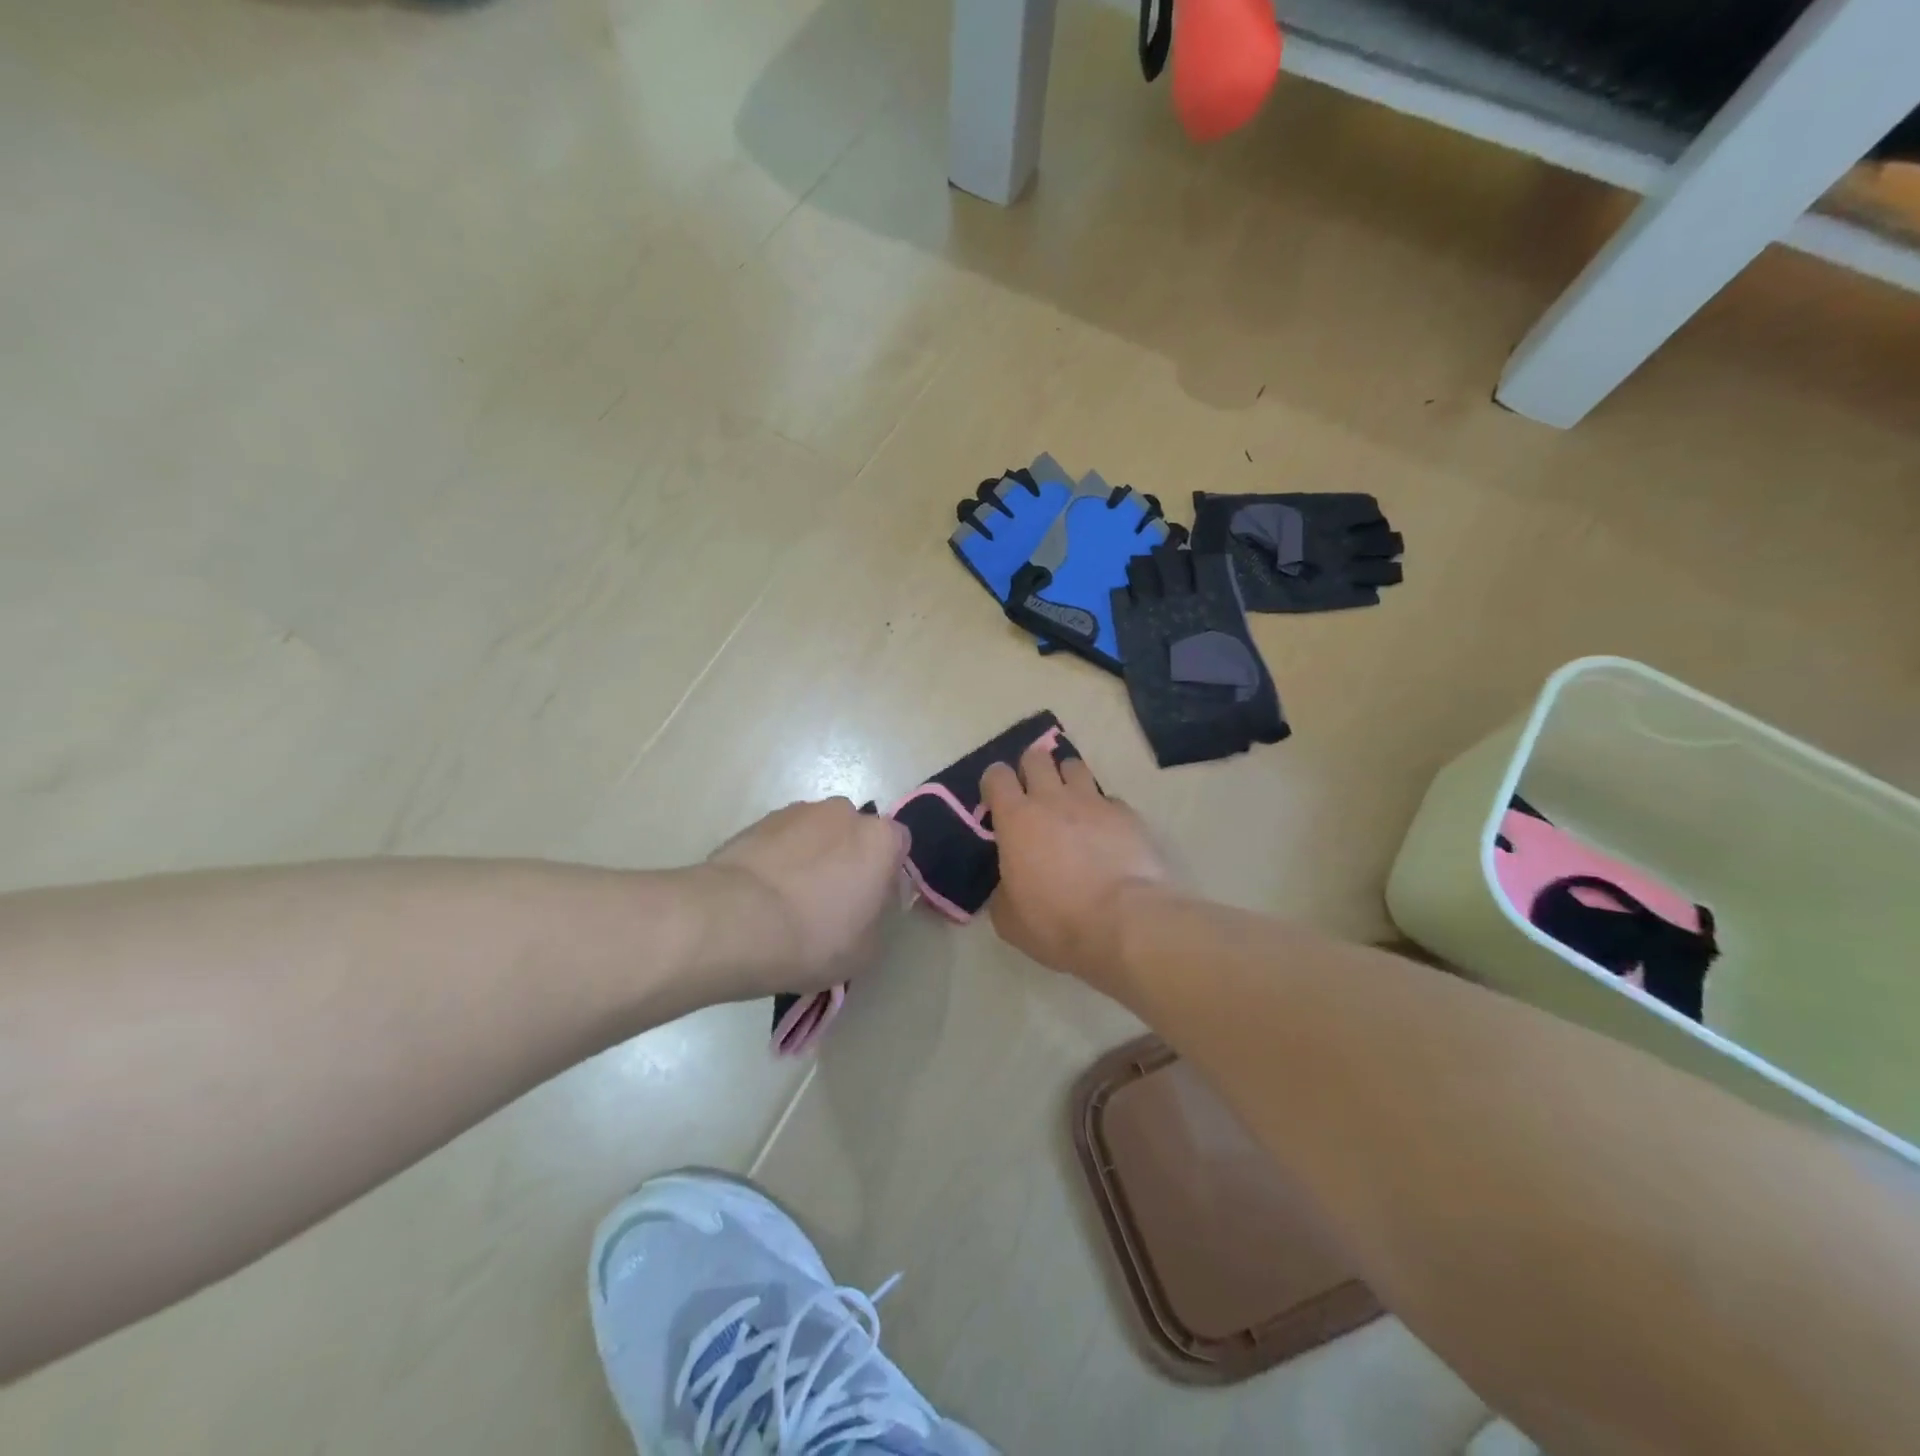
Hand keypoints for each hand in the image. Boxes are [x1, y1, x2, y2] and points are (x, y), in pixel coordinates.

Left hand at [697, 798, 910, 999]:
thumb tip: (863, 908)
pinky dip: (778, 860)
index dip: (886, 874)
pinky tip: (763, 895)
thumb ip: (876, 920)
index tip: (870, 904)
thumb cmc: (814, 938)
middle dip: (847, 860)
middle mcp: (843, 813)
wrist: (735, 922)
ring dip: (811, 858)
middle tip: (830, 902)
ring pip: (816, 834)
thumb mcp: (865, 950)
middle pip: (854, 835)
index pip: (898, 845)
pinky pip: (781, 840)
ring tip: (788, 900)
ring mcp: (797, 812)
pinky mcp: (758, 821)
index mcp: (880, 839)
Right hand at [980, 739, 1172, 990]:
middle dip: (1031, 770)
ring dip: (1067, 780)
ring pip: (1074, 766)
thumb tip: (1009, 883)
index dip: (994, 784)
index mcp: (1016, 819)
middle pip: (1036, 757)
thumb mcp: (1009, 919)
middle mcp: (1052, 799)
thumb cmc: (1057, 922)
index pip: (997, 776)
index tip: (996, 803)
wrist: (1124, 924)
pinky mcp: (1126, 814)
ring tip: (1069, 804)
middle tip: (1032, 795)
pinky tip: (1105, 833)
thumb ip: (1002, 890)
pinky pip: (1108, 799)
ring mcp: (1093, 802)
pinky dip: (1102, 810)